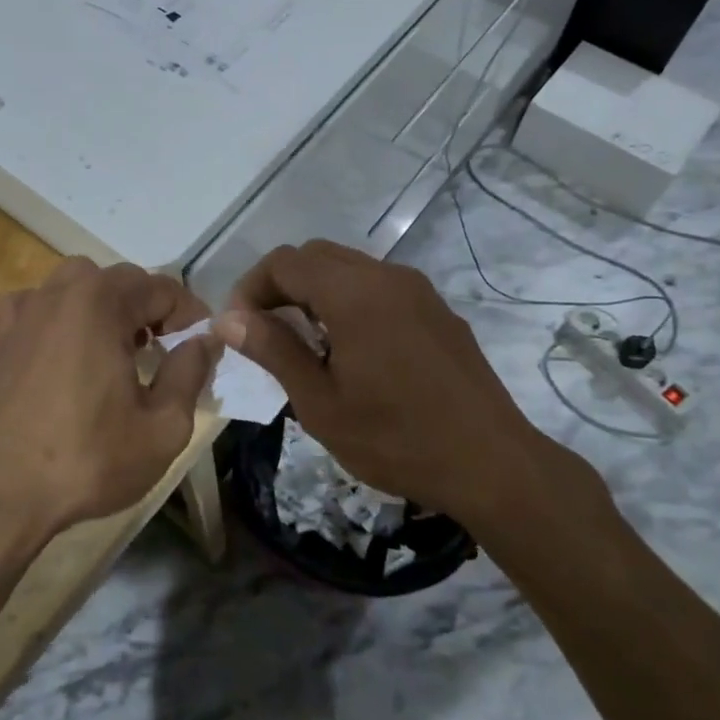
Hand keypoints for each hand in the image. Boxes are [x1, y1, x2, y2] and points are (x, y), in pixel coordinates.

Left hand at [0, 258, 220, 538]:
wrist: (4, 495)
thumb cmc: (89, 460)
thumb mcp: (164, 427)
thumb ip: (191, 372)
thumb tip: (205, 339)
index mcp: (102, 303)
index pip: (163, 288)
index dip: (190, 315)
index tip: (201, 345)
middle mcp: (61, 292)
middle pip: (122, 280)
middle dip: (151, 308)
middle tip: (164, 350)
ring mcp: (25, 310)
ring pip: (79, 284)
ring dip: (106, 304)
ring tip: (117, 346)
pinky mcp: (0, 334)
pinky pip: (38, 303)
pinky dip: (59, 313)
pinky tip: (63, 346)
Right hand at [218, 241, 545, 520]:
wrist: (492, 464)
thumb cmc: (396, 439)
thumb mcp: (321, 403)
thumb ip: (273, 350)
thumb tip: (227, 318)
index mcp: (353, 293)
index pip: (284, 262)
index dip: (251, 288)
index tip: (239, 328)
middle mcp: (386, 276)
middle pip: (315, 255)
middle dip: (280, 285)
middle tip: (265, 332)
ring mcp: (417, 289)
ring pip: (348, 267)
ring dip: (314, 291)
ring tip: (305, 343)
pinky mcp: (437, 309)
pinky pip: (378, 286)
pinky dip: (348, 300)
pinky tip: (351, 349)